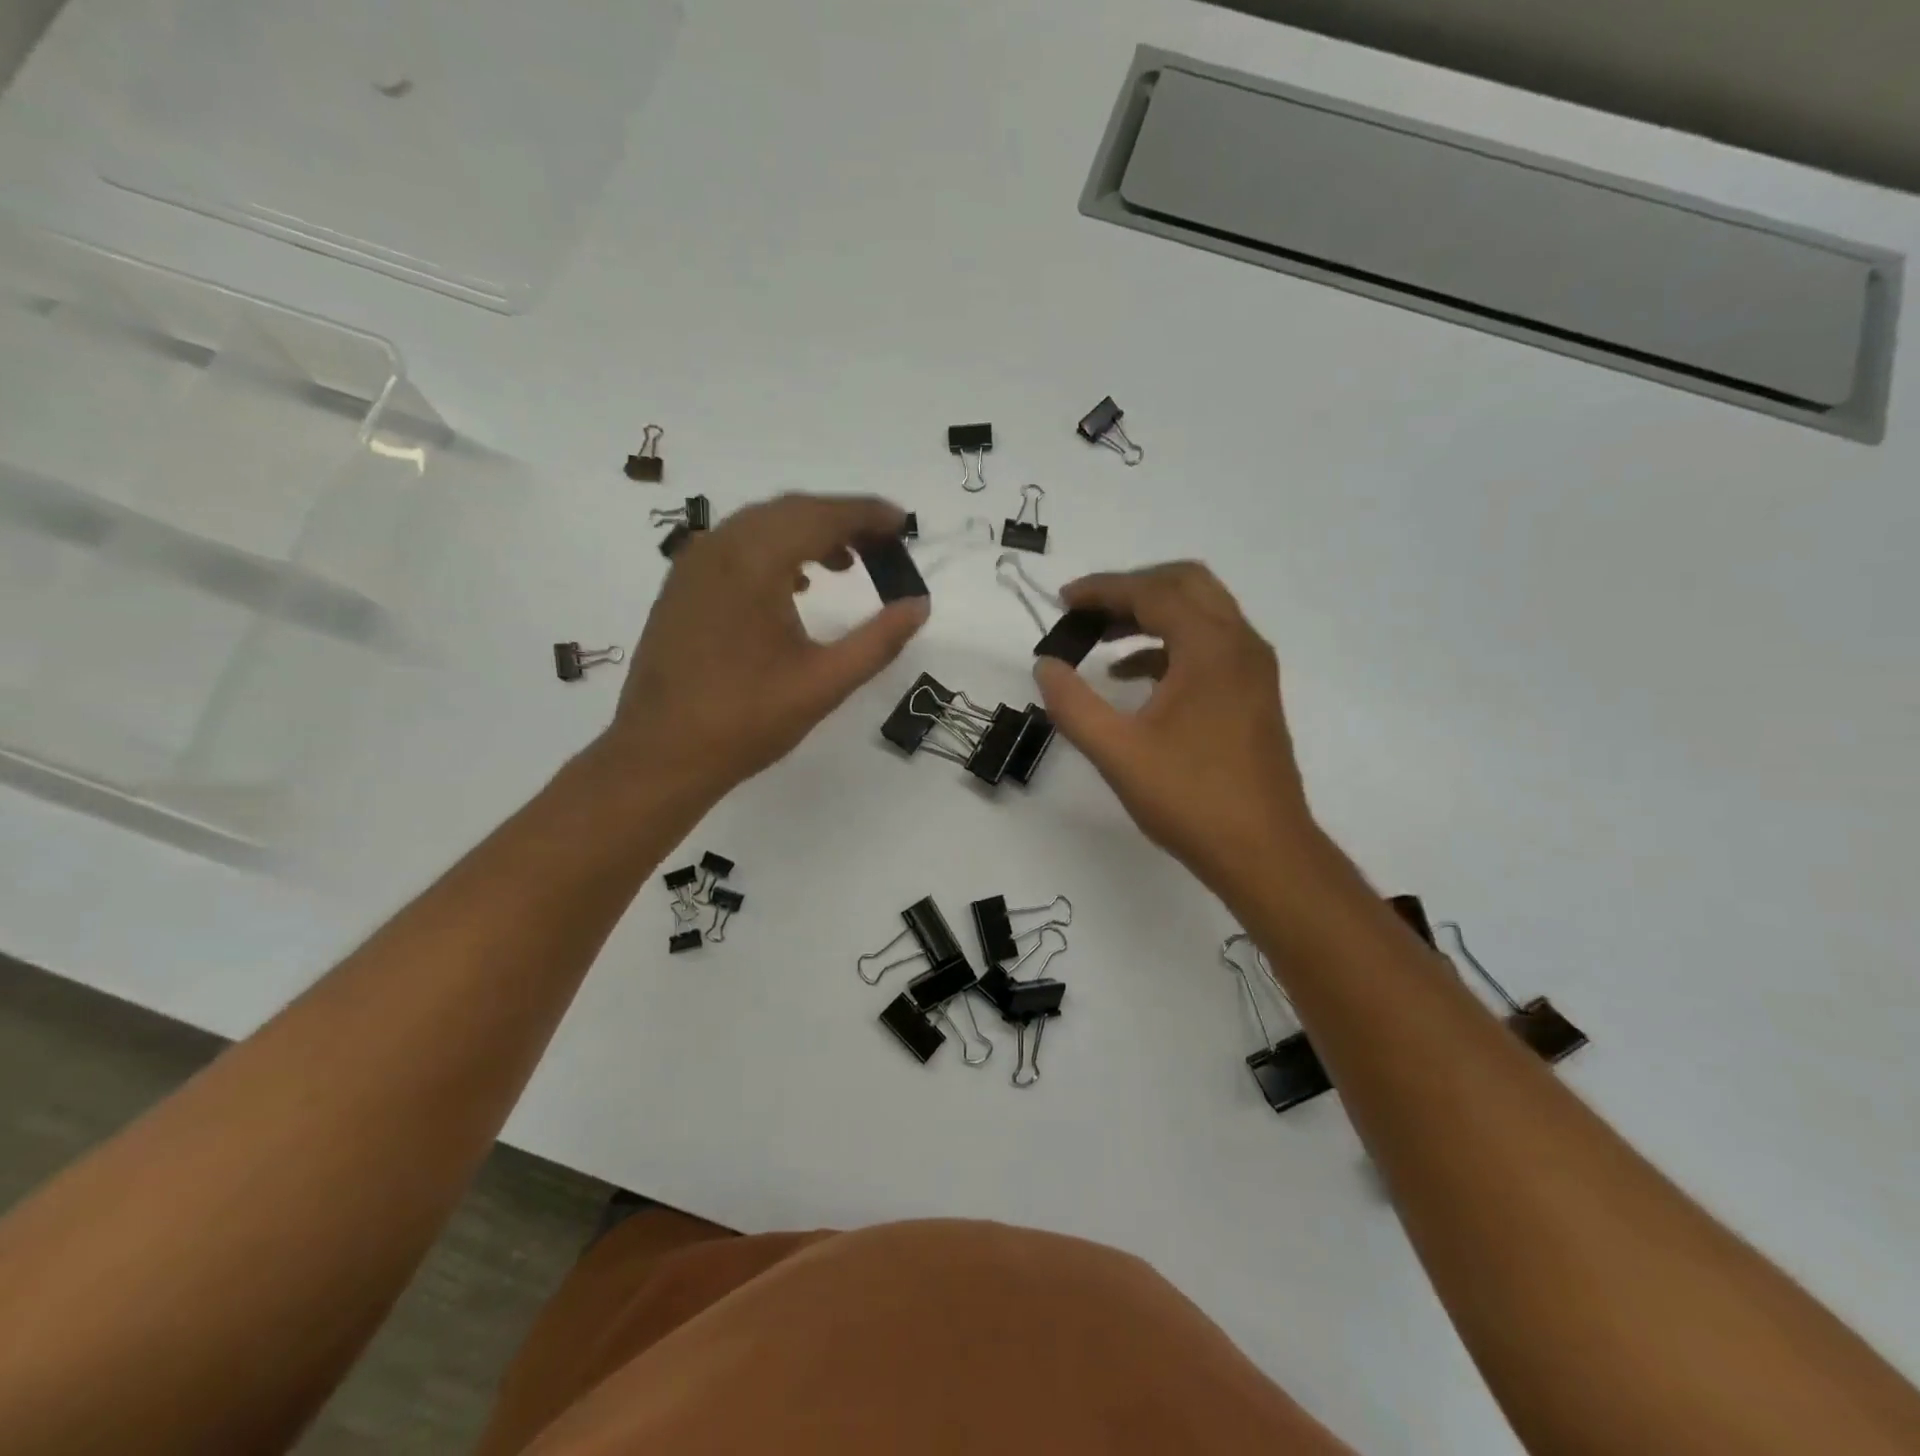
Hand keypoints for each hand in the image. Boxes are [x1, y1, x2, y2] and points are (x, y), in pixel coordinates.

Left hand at [599, 494, 928, 804]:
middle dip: (841, 519)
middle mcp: (719, 548)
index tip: (903, 523)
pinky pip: (735, 546)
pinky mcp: (681, 587)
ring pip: (760, 525)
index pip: (821, 516)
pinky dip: (774, 549)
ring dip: (807, 532)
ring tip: (847, 563)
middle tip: (884, 544)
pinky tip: (795, 583)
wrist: (660, 755)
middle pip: (790, 510)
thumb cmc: (746, 720)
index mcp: (754, 562)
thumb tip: (919, 605)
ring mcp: (692, 565)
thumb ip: (879, 640)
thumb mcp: (825, 683)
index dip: (867, 514)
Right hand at [1032, 562, 1317, 896]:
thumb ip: (1073, 704)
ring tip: (1101, 640)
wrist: (1263, 853)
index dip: (1103, 590)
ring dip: (1151, 616)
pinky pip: (1209, 646)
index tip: (1062, 601)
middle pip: (1185, 584)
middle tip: (1087, 612)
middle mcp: (1240, 644)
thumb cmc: (1191, 799)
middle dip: (1132, 590)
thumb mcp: (1118, 752)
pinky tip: (1132, 677)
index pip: (1153, 592)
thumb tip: (1045, 666)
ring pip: (1201, 614)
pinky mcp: (1253, 694)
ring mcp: (1252, 669)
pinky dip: (1169, 646)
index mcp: (1211, 647)